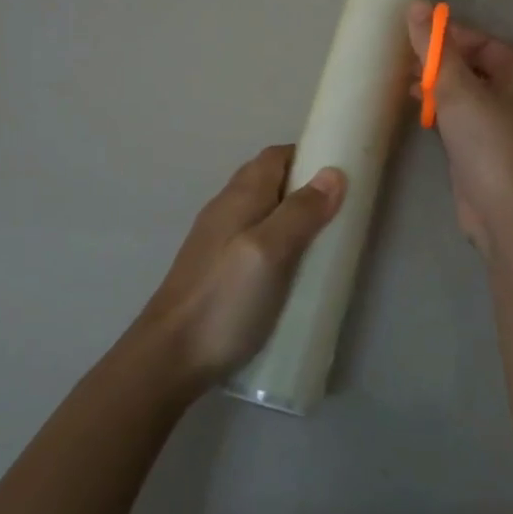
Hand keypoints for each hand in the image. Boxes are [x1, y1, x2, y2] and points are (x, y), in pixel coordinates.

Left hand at [134, 146, 345, 387]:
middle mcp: (226, 208)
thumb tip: (334, 172)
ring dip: (293, 217)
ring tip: (323, 241)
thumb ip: (301, 212)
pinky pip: (255, 240)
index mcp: (240, 196)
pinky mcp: (217, 269)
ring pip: (263, 211)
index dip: (309, 156)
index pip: (277, 156)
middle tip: (340, 211)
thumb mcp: (270, 252)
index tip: (343, 173)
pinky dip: (279, 242)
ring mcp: (217, 239)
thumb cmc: (225, 299)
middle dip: (305, 187)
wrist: (169, 357)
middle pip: (270, 180)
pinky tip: (292, 271)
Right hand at [407, 1, 512, 250]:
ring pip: (465, 96)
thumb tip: (417, 5)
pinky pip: (459, 121)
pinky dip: (440, 112)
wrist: (506, 210)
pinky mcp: (482, 153)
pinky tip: (419, 113)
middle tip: (406, 60)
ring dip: (437, 87)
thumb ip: (435, 48)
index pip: (483, 43)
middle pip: (473, 68)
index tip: (417, 35)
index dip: (451, 35)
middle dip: (440, 62)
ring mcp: (498, 128)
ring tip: (406, 85)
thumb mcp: (457, 87)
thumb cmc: (488, 140)